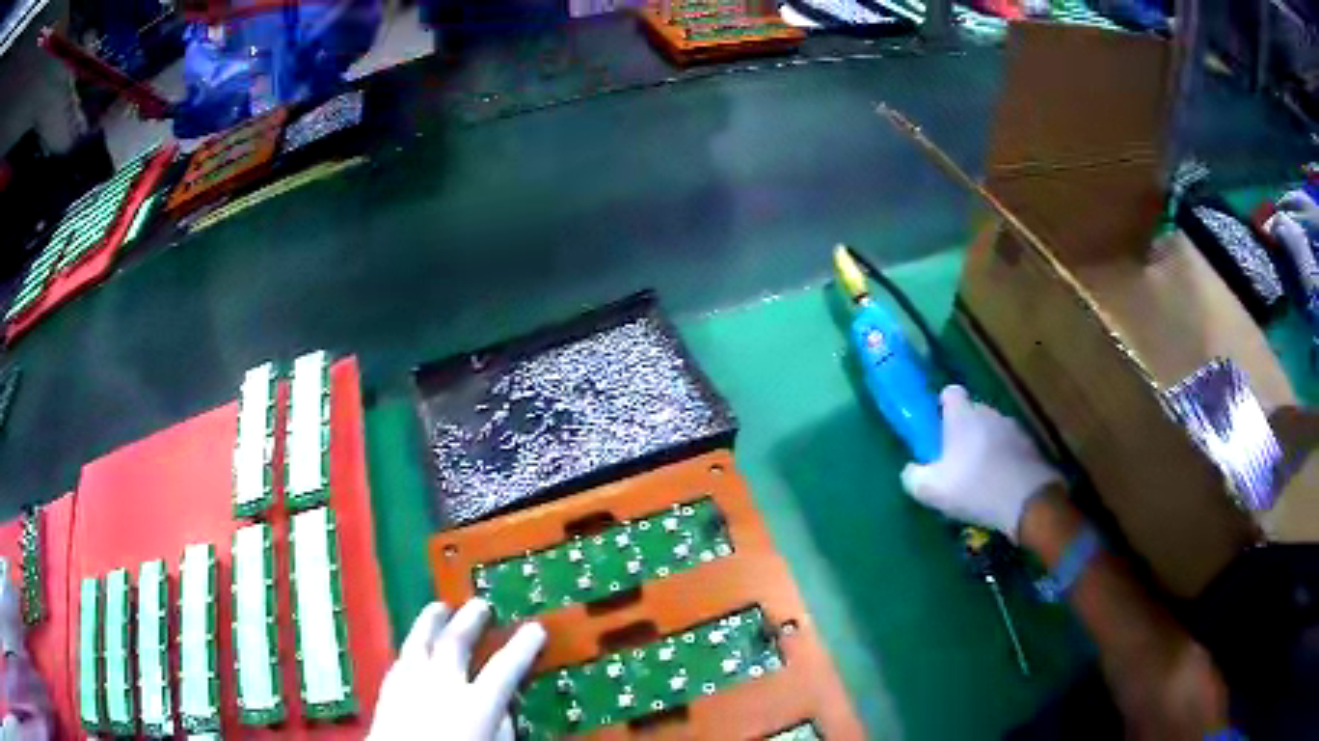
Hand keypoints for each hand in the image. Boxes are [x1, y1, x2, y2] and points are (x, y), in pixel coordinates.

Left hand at [368, 599, 546, 740]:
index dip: (523, 647)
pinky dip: (410, 649)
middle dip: (470, 621)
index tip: (535, 628)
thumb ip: (502, 726)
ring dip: (431, 622)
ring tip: (439, 608)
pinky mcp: (387, 693)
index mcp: (476, 704)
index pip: (505, 668)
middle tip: (480, 605)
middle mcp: (441, 686)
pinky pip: (400, 661)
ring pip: (420, 643)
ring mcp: (410, 686)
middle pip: (455, 643)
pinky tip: (412, 647)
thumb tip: (504, 707)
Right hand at [900, 386, 1059, 539]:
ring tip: (981, 478)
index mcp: (963, 416)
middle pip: (972, 413)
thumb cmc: (976, 489)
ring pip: (993, 430)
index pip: (950, 393)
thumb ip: (913, 476)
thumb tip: (911, 470)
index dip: (942, 407)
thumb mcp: (932, 490)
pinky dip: (1005, 460)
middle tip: (956, 462)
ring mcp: (1014, 428)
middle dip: (964, 431)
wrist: (1029, 502)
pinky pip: (1011, 447)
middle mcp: (989, 412)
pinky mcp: (1031, 446)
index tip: (938, 430)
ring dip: (986, 446)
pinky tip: (1001, 485)